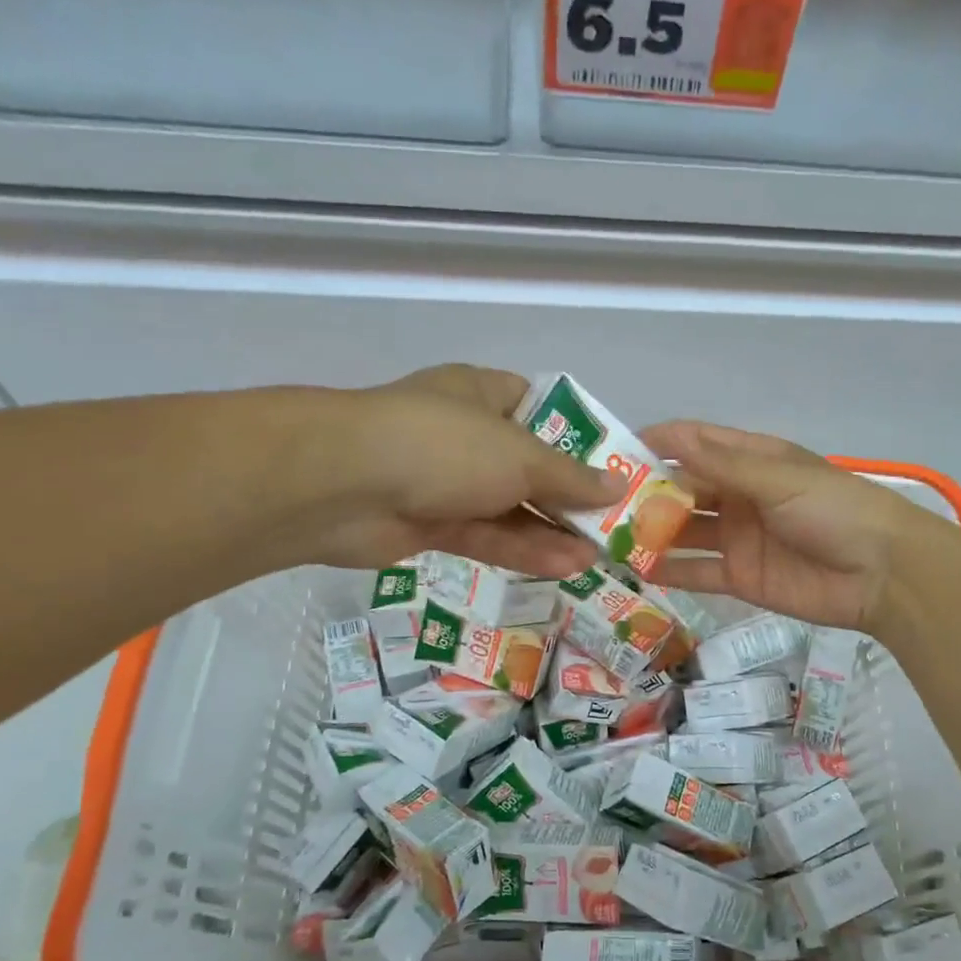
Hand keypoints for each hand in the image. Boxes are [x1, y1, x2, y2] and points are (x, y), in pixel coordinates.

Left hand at [303, 365, 620, 576]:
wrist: (343, 486)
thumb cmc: (444, 446)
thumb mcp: (519, 456)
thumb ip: (570, 477)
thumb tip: (617, 486)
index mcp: (482, 394)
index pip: (537, 407)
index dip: (575, 436)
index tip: (609, 465)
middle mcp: (465, 435)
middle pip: (527, 465)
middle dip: (568, 496)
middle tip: (611, 524)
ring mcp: (445, 481)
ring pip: (508, 507)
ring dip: (551, 531)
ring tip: (598, 556)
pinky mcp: (430, 523)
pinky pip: (486, 535)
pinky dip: (522, 550)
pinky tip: (564, 567)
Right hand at [639, 421, 942, 632]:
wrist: (882, 574)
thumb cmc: (834, 511)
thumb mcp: (779, 479)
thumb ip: (723, 465)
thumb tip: (669, 437)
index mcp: (751, 460)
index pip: (695, 444)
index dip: (656, 444)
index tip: (613, 451)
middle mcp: (739, 496)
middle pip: (683, 489)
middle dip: (646, 493)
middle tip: (599, 503)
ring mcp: (738, 538)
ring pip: (684, 531)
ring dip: (652, 532)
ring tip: (609, 537)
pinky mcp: (741, 577)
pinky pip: (697, 571)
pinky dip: (670, 571)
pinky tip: (637, 569)